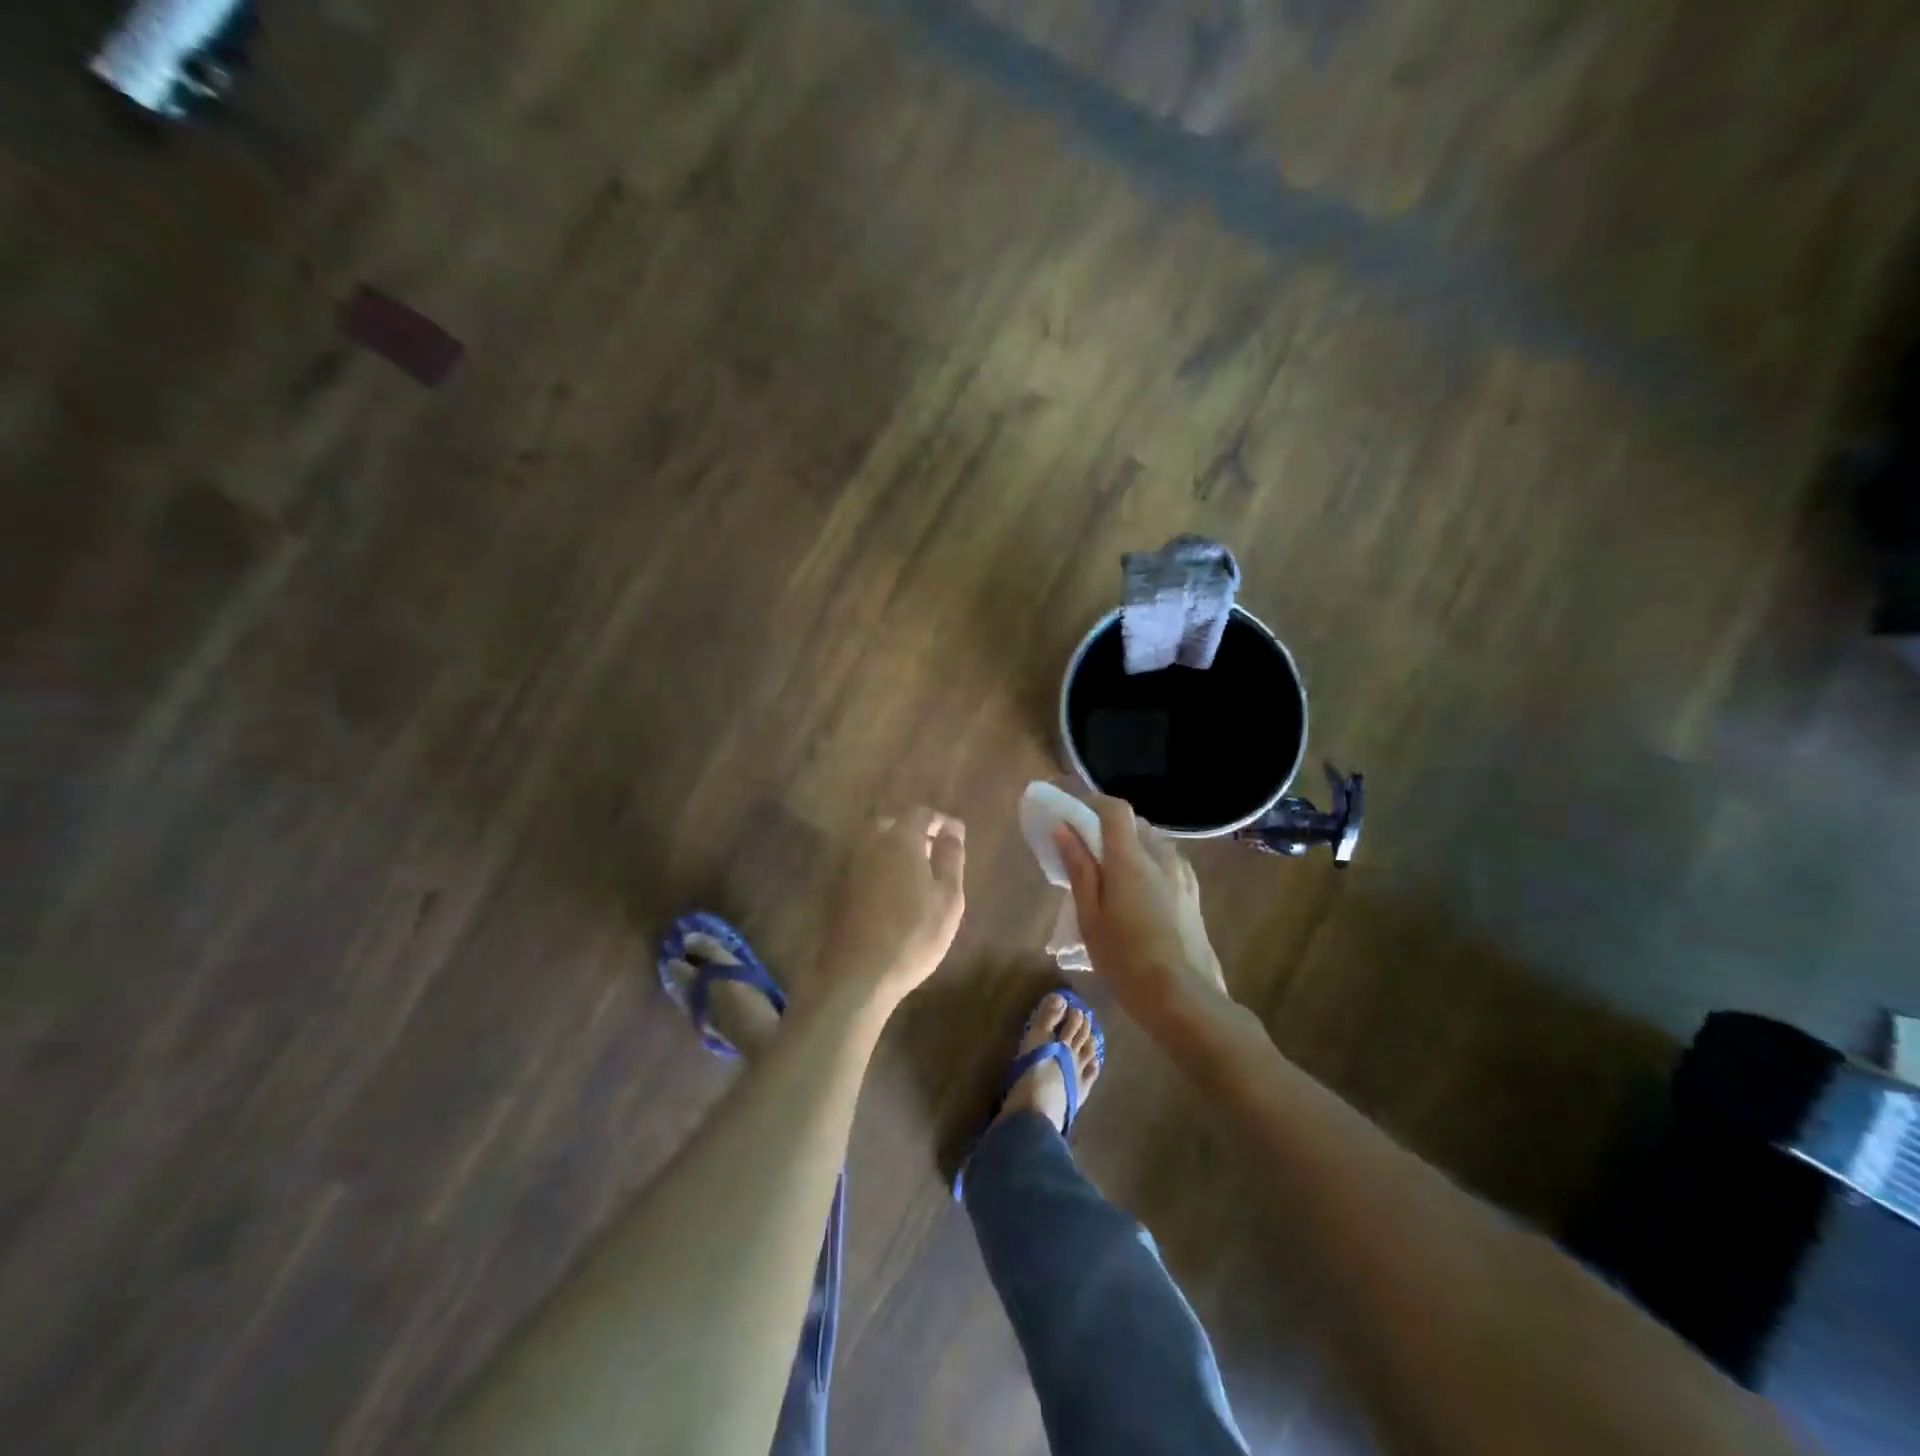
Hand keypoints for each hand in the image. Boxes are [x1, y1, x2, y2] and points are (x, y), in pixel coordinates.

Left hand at [820, 807, 966, 1007]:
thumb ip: (950, 857)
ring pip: (873, 845)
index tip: (956, 836)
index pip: (920, 814)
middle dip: (913, 832)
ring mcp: (848, 866)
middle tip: (933, 853)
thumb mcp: (948, 897)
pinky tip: (891, 894)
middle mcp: (868, 844)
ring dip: (893, 850)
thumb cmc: (913, 935)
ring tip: (914, 875)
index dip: (940, 821)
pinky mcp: (836, 890)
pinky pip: (862, 866)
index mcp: (899, 840)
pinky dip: (878, 869)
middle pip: (891, 825)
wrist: (857, 975)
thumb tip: (953, 828)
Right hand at [1054, 794, 1226, 1018]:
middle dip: (1107, 830)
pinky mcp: (1193, 893)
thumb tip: (1064, 830)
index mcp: (1131, 858)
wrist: (1182, 997)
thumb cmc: (1125, 958)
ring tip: (1112, 880)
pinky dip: (1148, 867)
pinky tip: (1138, 897)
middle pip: (1133, 825)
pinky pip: (1166, 864)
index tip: (1071, 815)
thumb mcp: (1090, 916)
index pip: (1115, 809)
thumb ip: (1079, 868)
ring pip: (1151, 844)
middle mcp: (1161, 856)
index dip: (1092, 803)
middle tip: (1085, 855)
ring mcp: (1183, 874)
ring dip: (1129, 850)